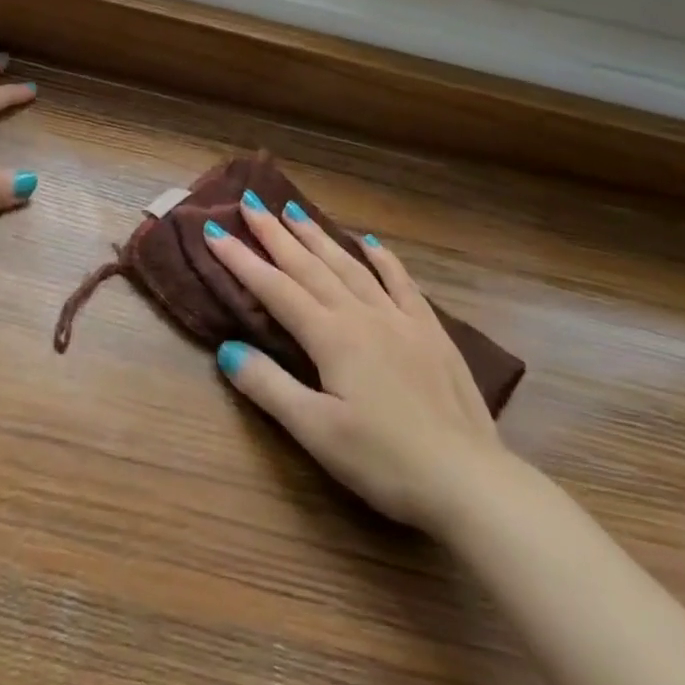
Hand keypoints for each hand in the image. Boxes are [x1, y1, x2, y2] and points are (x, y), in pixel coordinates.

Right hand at [205, 197, 513, 534]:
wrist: (471, 483)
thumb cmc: (385, 461)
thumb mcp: (316, 431)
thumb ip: (269, 386)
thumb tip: (227, 348)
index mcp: (331, 336)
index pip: (275, 289)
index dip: (241, 260)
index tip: (214, 230)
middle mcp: (362, 315)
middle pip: (310, 266)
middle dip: (275, 233)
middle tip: (251, 202)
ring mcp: (401, 320)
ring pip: (350, 266)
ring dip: (319, 236)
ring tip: (295, 210)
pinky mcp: (431, 333)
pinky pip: (402, 283)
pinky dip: (383, 259)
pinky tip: (370, 243)